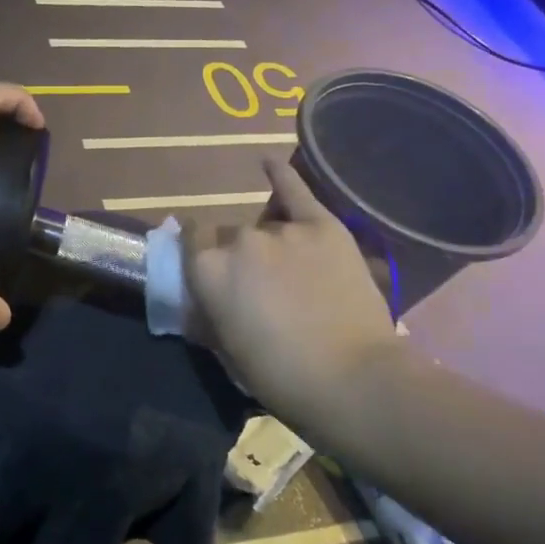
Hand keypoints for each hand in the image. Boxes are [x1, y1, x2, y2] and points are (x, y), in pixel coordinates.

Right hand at [183, 157, 398, 427]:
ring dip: (269, 244)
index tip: (209, 271)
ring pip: (264, 227)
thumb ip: (207, 312)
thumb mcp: (225, 350)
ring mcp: (283, 231)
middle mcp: (240, 240)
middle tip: (258, 286)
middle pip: (229, 235)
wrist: (354, 381)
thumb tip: (198, 299)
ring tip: (291, 272)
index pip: (190, 241)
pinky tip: (266, 162)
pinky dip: (282, 176)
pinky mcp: (323, 227)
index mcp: (208, 270)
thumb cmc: (279, 377)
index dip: (198, 254)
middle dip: (237, 255)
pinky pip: (297, 193)